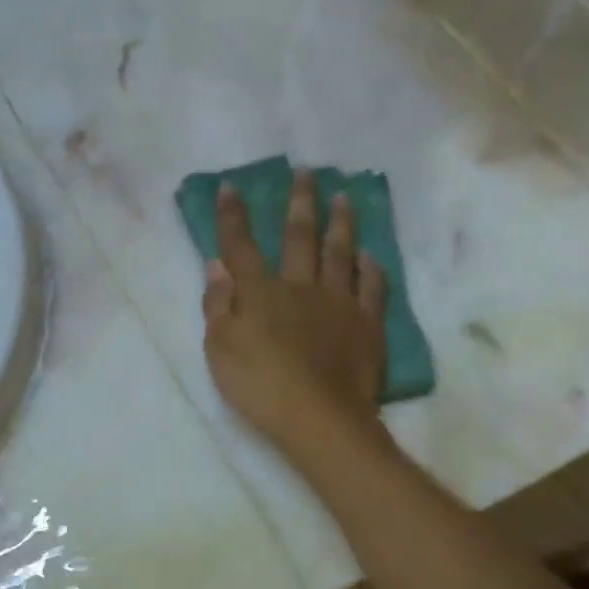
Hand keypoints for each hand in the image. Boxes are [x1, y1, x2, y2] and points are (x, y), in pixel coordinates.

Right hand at [202, 171, 385, 457]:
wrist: (319, 416)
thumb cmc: (259, 386)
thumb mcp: (220, 350)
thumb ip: (218, 305)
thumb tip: (217, 264)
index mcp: (260, 294)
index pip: (241, 247)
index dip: (234, 217)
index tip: (233, 187)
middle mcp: (300, 287)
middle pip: (299, 238)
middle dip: (299, 203)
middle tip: (307, 172)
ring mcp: (338, 303)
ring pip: (340, 253)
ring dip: (340, 223)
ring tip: (343, 197)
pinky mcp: (367, 324)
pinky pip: (371, 288)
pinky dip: (370, 269)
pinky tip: (369, 256)